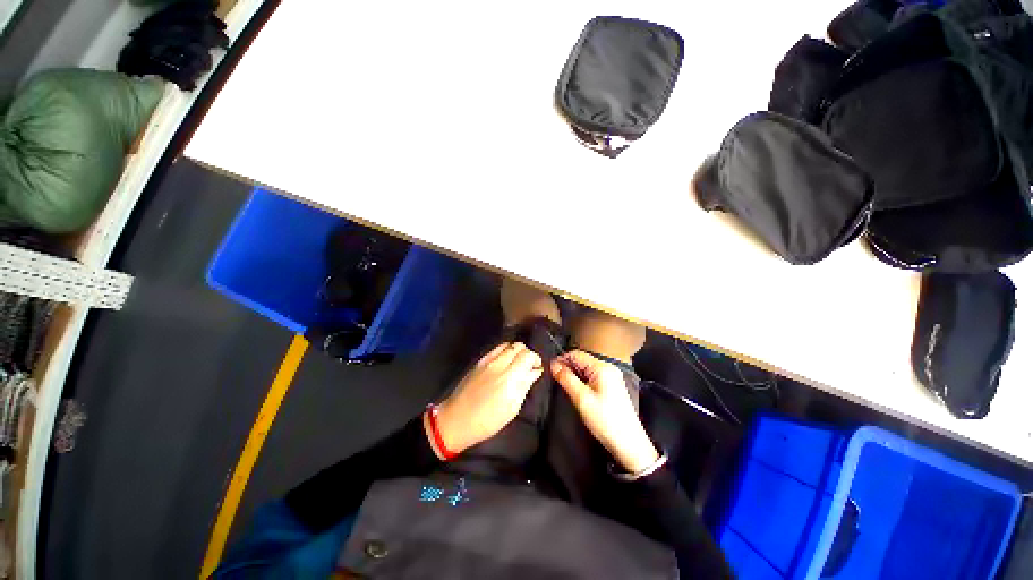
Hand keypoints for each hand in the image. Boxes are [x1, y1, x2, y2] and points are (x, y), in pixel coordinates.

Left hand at [430, 342, 542, 457]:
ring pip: (508, 344)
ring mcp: (488, 360)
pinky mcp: (480, 361)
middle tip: (529, 366)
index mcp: (510, 377)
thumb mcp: (512, 408)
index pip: (528, 355)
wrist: (458, 419)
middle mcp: (500, 363)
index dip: (536, 359)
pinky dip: (505, 350)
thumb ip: (525, 385)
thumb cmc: (488, 420)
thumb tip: (535, 371)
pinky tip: (505, 361)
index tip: (537, 368)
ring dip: (516, 351)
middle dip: (528, 354)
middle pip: (519, 346)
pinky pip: (496, 348)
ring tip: (517, 363)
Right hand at [551, 351, 659, 473]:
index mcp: (602, 367)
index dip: (562, 359)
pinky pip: (592, 376)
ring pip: (586, 369)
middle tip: (554, 377)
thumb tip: (553, 364)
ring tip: (562, 383)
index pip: (577, 354)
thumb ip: (566, 378)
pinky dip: (582, 380)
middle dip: (567, 366)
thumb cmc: (605, 420)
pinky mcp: (612, 386)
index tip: (549, 369)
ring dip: (574, 373)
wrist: (628, 443)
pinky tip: (575, 389)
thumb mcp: (581, 398)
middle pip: (582, 360)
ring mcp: (611, 377)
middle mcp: (608, 368)